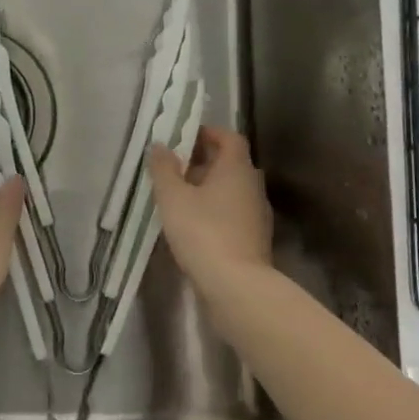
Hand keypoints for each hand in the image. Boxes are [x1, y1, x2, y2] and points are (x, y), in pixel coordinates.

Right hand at [147, 126, 271, 287]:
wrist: (237, 286)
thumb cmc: (203, 232)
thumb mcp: (173, 198)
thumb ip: (164, 169)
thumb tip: (160, 146)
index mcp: (237, 168)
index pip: (229, 138)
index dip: (208, 133)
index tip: (184, 137)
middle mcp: (252, 186)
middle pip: (231, 163)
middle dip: (204, 162)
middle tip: (175, 168)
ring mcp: (257, 214)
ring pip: (232, 190)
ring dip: (209, 188)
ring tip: (179, 198)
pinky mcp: (255, 239)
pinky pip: (233, 213)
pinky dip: (216, 211)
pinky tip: (194, 225)